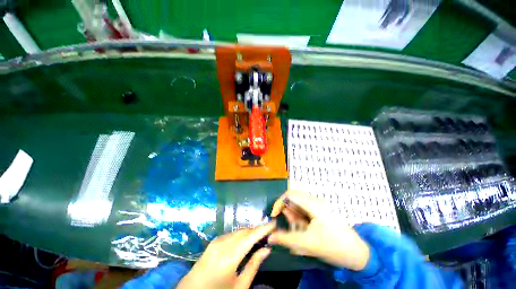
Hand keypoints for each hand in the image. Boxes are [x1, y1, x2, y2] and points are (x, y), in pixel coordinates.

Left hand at [177, 222, 274, 288]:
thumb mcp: (240, 286)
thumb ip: (254, 265)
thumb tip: (267, 249)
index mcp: (231, 255)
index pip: (252, 236)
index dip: (264, 228)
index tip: (274, 223)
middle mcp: (224, 243)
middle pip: (245, 231)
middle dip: (257, 230)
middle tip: (269, 232)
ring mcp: (217, 240)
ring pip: (239, 231)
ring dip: (249, 232)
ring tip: (259, 236)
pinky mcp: (214, 241)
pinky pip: (232, 234)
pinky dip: (241, 234)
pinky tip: (245, 241)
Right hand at [268, 191, 369, 270]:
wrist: (359, 255)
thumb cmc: (334, 248)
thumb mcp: (308, 244)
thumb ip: (286, 239)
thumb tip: (269, 237)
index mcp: (314, 204)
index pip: (290, 194)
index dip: (279, 203)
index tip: (274, 216)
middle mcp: (315, 201)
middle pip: (294, 200)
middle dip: (288, 213)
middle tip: (291, 228)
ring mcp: (319, 206)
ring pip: (298, 206)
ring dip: (295, 218)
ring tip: (302, 232)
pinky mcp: (320, 212)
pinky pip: (304, 212)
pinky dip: (300, 220)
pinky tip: (306, 232)